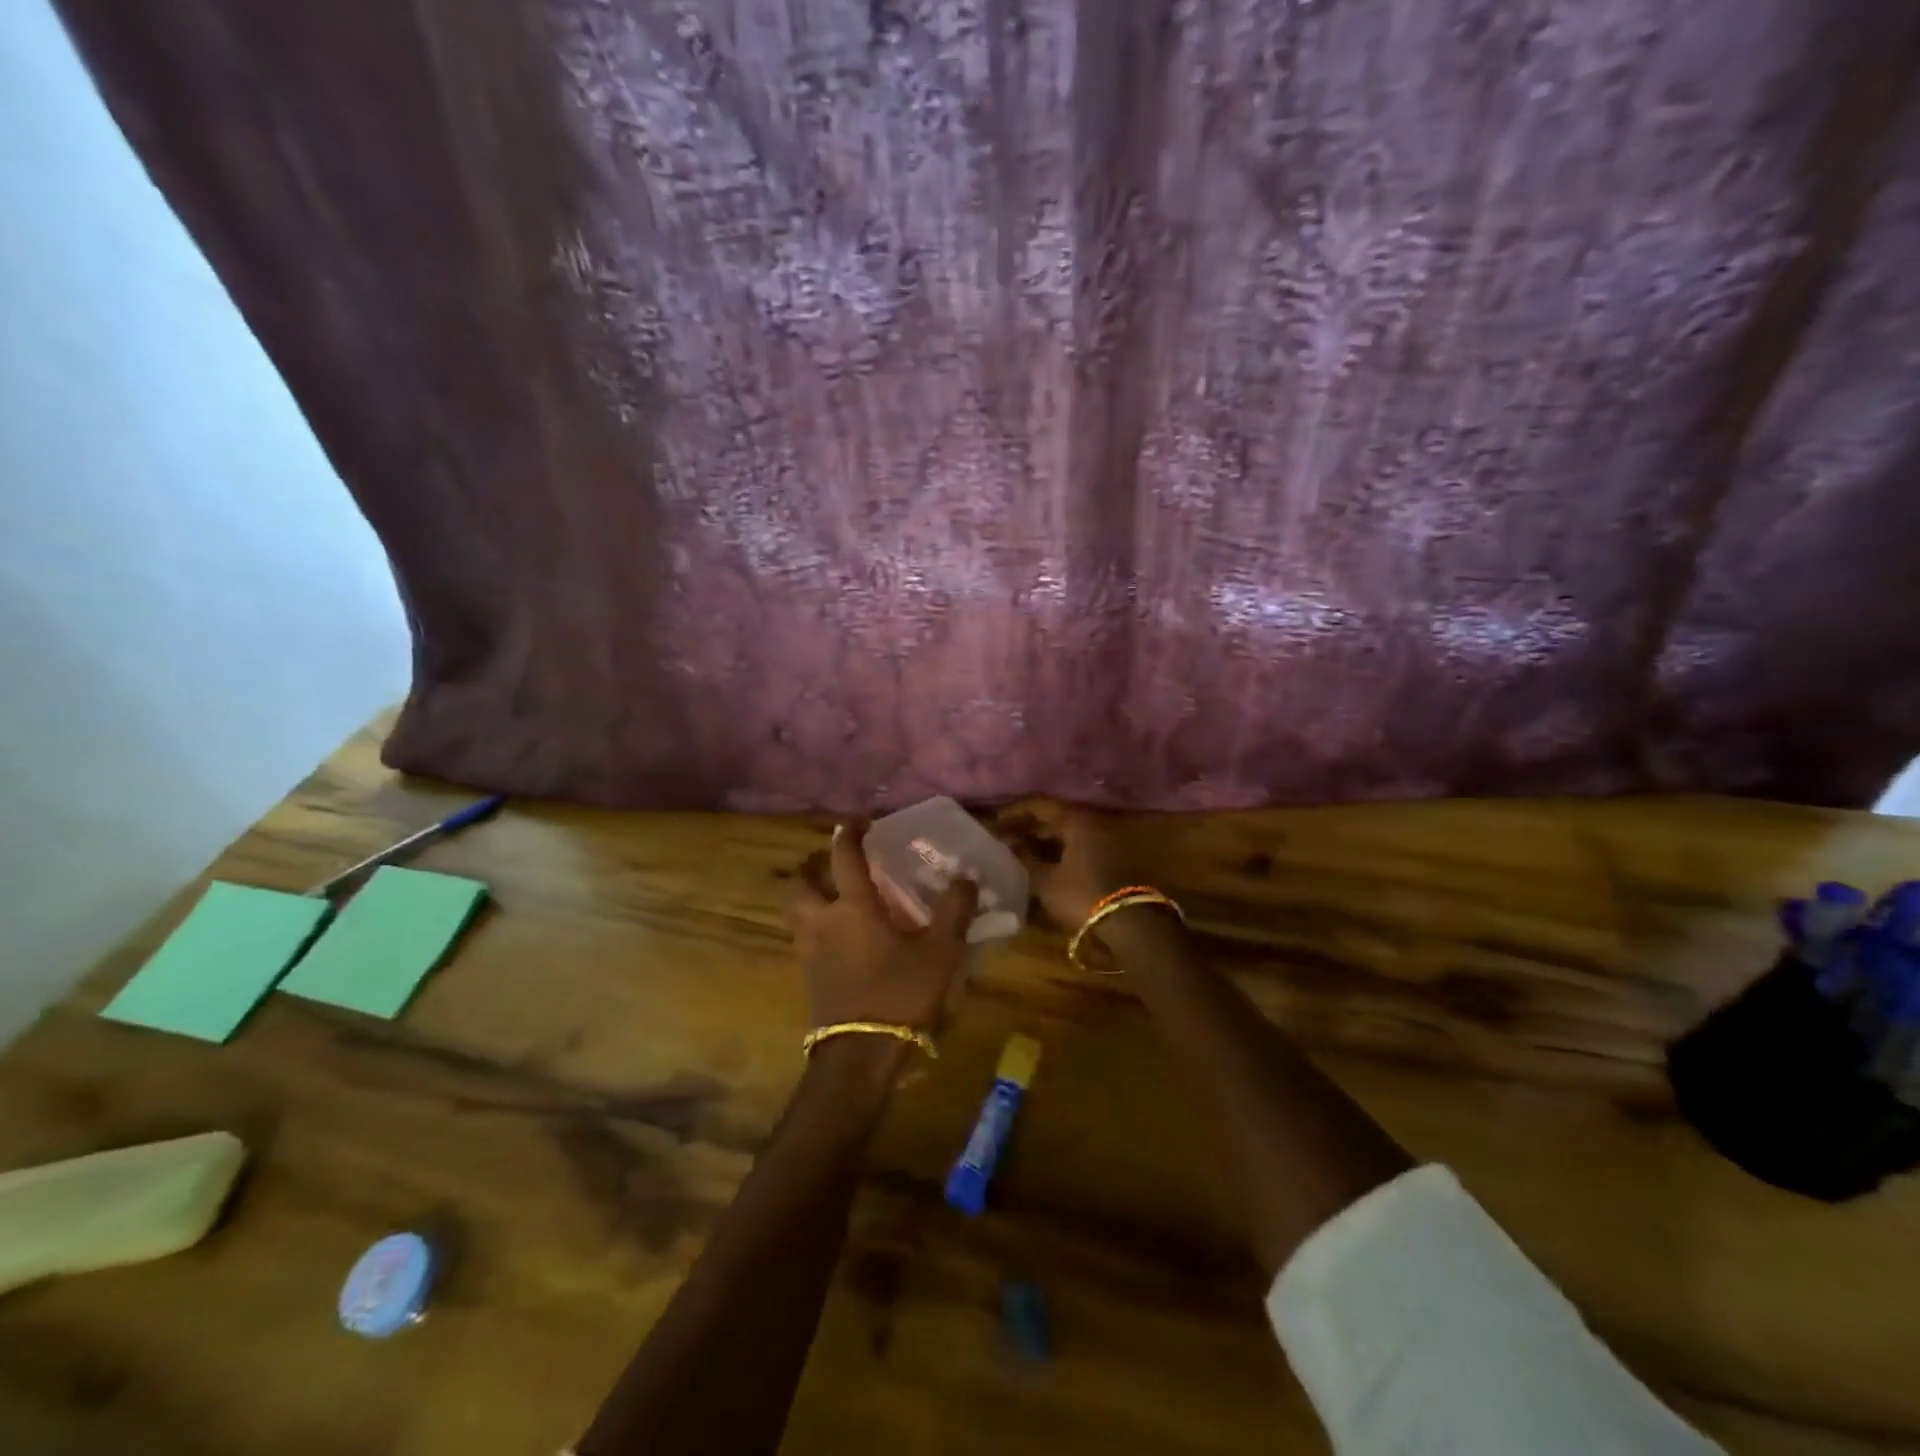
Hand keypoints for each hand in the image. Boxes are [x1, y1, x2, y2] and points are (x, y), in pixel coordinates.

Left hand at [784, 819, 978, 1033]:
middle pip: (800, 884)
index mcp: (853, 908)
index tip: (858, 821)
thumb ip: (954, 911)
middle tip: (828, 863)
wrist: (861, 1054)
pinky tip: (837, 937)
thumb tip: (965, 878)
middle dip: (810, 867)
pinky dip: (813, 926)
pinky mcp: (808, 977)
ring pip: (795, 913)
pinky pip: (802, 939)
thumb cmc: (901, 994)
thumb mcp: (940, 951)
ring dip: (807, 897)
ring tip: (829, 896)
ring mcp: (809, 951)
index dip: (849, 833)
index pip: (844, 857)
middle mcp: (823, 922)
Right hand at [997, 801, 1133, 929]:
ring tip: (1019, 854)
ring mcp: (1106, 840)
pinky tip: (1044, 866)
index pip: (1039, 805)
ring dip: (1043, 842)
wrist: (1131, 924)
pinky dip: (1059, 852)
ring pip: (1067, 834)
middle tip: (1004, 840)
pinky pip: (1079, 847)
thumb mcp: (1045, 881)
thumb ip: (1024, 859)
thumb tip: (1009, 845)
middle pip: (1055, 818)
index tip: (995, 824)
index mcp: (1076, 820)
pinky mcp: (1112, 858)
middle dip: (1028, 828)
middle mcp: (1093, 822)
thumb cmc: (1082, 895)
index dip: (1014, 813)